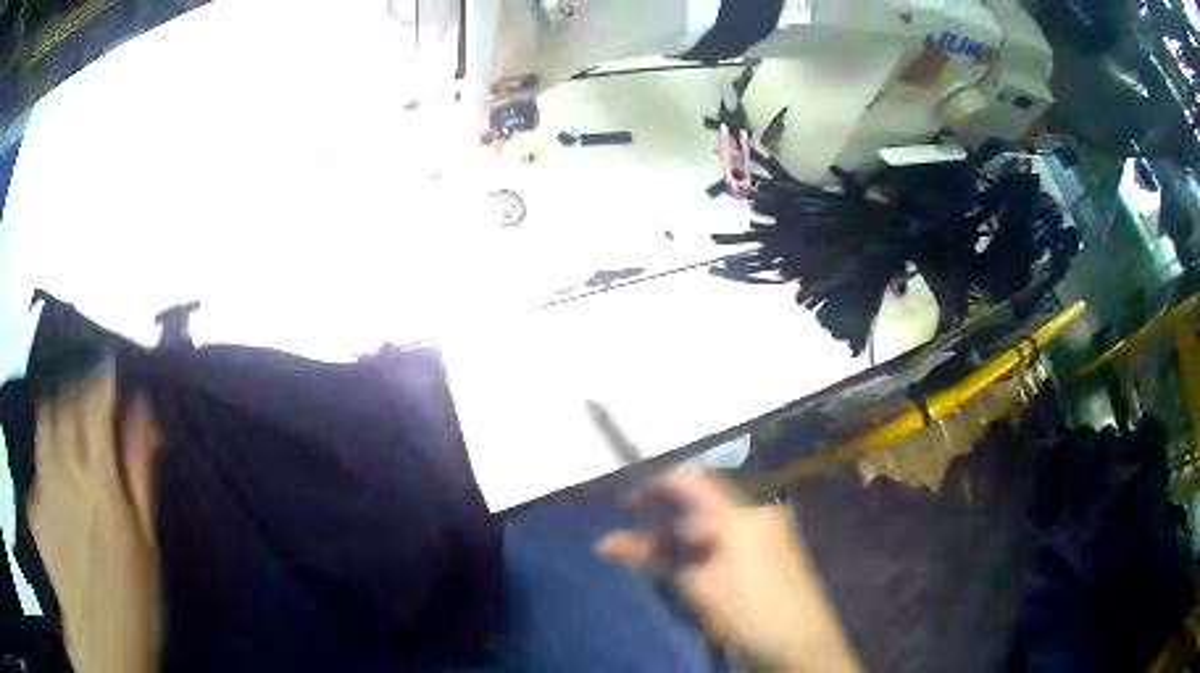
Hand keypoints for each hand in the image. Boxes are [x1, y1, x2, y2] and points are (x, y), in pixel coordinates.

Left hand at [29, 364, 160, 672]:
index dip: (102, 378)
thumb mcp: (146, 544)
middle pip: (65, 405)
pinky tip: (54, 483)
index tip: (109, 365)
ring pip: (44, 424)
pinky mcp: (33, 505)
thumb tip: (145, 415)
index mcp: (97, 479)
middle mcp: (63, 469)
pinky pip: (37, 466)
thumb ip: (140, 474)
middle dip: (78, 390)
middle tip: (89, 396)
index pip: (95, 404)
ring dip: (57, 411)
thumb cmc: (132, 601)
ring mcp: (42, 485)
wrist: (99, 644)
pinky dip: (46, 459)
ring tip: (67, 421)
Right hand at [596, 469, 859, 672]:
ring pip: (720, 517)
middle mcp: (760, 512)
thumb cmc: (747, 614)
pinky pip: (736, 532)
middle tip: (639, 527)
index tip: (627, 504)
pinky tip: (699, 561)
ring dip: (688, 528)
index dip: (655, 487)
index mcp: (740, 515)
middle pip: (706, 498)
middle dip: (670, 510)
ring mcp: (774, 530)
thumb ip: (654, 556)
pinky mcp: (780, 549)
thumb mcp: (695, 587)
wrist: (802, 643)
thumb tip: (606, 543)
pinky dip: (710, 540)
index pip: (690, 481)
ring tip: (663, 550)